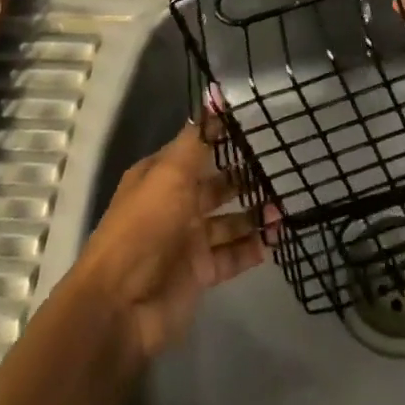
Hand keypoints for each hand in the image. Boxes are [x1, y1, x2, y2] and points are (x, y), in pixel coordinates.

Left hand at [72, 122, 269, 370]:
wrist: (120, 307)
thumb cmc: (144, 228)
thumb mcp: (169, 175)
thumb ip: (197, 140)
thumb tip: (214, 97)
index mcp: (161, 176)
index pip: (197, 149)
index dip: (224, 138)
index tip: (259, 127)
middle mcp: (175, 204)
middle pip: (216, 185)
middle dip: (245, 177)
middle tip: (281, 167)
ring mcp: (188, 240)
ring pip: (229, 221)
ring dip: (254, 214)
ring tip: (284, 207)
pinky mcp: (200, 273)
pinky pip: (232, 255)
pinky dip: (252, 248)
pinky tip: (275, 238)